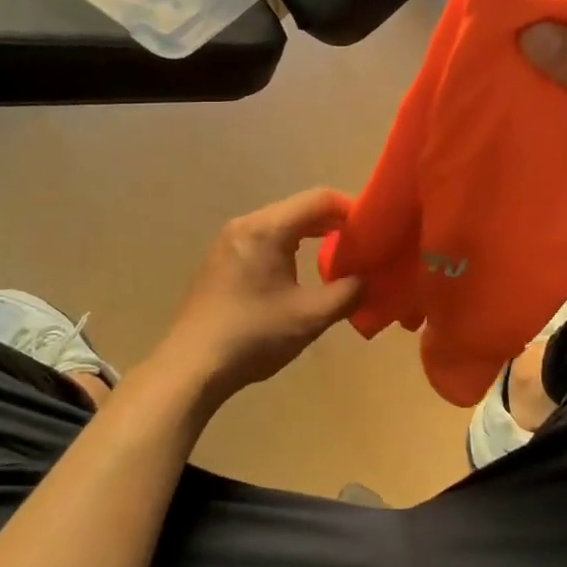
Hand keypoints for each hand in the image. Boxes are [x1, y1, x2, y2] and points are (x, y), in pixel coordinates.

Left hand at [156, 189, 364, 406]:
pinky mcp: (220, 260)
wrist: (191, 367)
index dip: (351, 207)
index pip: (319, 199)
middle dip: (333, 221)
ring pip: (280, 223)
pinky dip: (288, 244)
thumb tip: (368, 279)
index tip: (375, 227)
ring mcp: (228, 241)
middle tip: (362, 242)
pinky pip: (262, 238)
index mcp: (267, 229)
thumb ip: (347, 293)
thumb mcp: (310, 317)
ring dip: (311, 233)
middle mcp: (246, 224)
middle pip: (298, 208)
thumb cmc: (254, 336)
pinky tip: (299, 269)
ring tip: (338, 255)